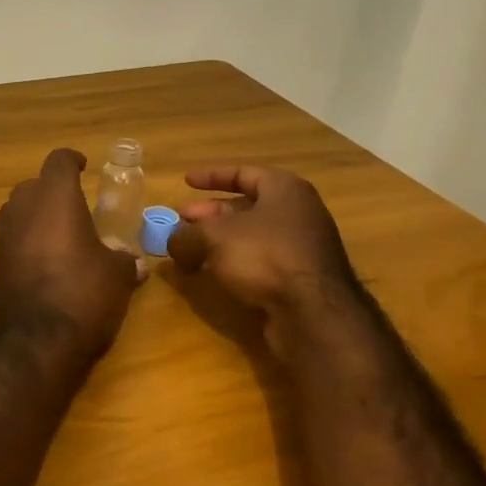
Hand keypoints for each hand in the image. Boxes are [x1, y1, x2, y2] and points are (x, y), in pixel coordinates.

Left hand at [0, 148, 142, 357]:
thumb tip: (136, 263)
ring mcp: (4, 236)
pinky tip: (49, 261)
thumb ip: (125, 260)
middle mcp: (23, 208)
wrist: (35, 343)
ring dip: (38, 215)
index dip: (73, 161)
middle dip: (53, 190)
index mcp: (55, 198)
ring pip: (19, 210)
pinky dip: (28, 240)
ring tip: (64, 232)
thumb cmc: (84, 294)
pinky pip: (13, 238)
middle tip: (77, 205)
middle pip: (34, 185)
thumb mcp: (117, 276)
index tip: (84, 166)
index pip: (59, 161)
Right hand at [166, 166, 356, 312]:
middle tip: (182, 220)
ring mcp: (302, 247)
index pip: (244, 173)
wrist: (313, 312)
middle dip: (210, 213)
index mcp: (285, 190)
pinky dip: (235, 261)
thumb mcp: (213, 237)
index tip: (186, 182)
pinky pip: (261, 260)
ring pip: (252, 236)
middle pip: (247, 206)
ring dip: (219, 240)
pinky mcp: (300, 278)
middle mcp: (299, 213)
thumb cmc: (265, 256)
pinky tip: (214, 273)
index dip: (212, 176)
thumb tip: (172, 244)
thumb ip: (186, 236)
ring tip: (190, 250)